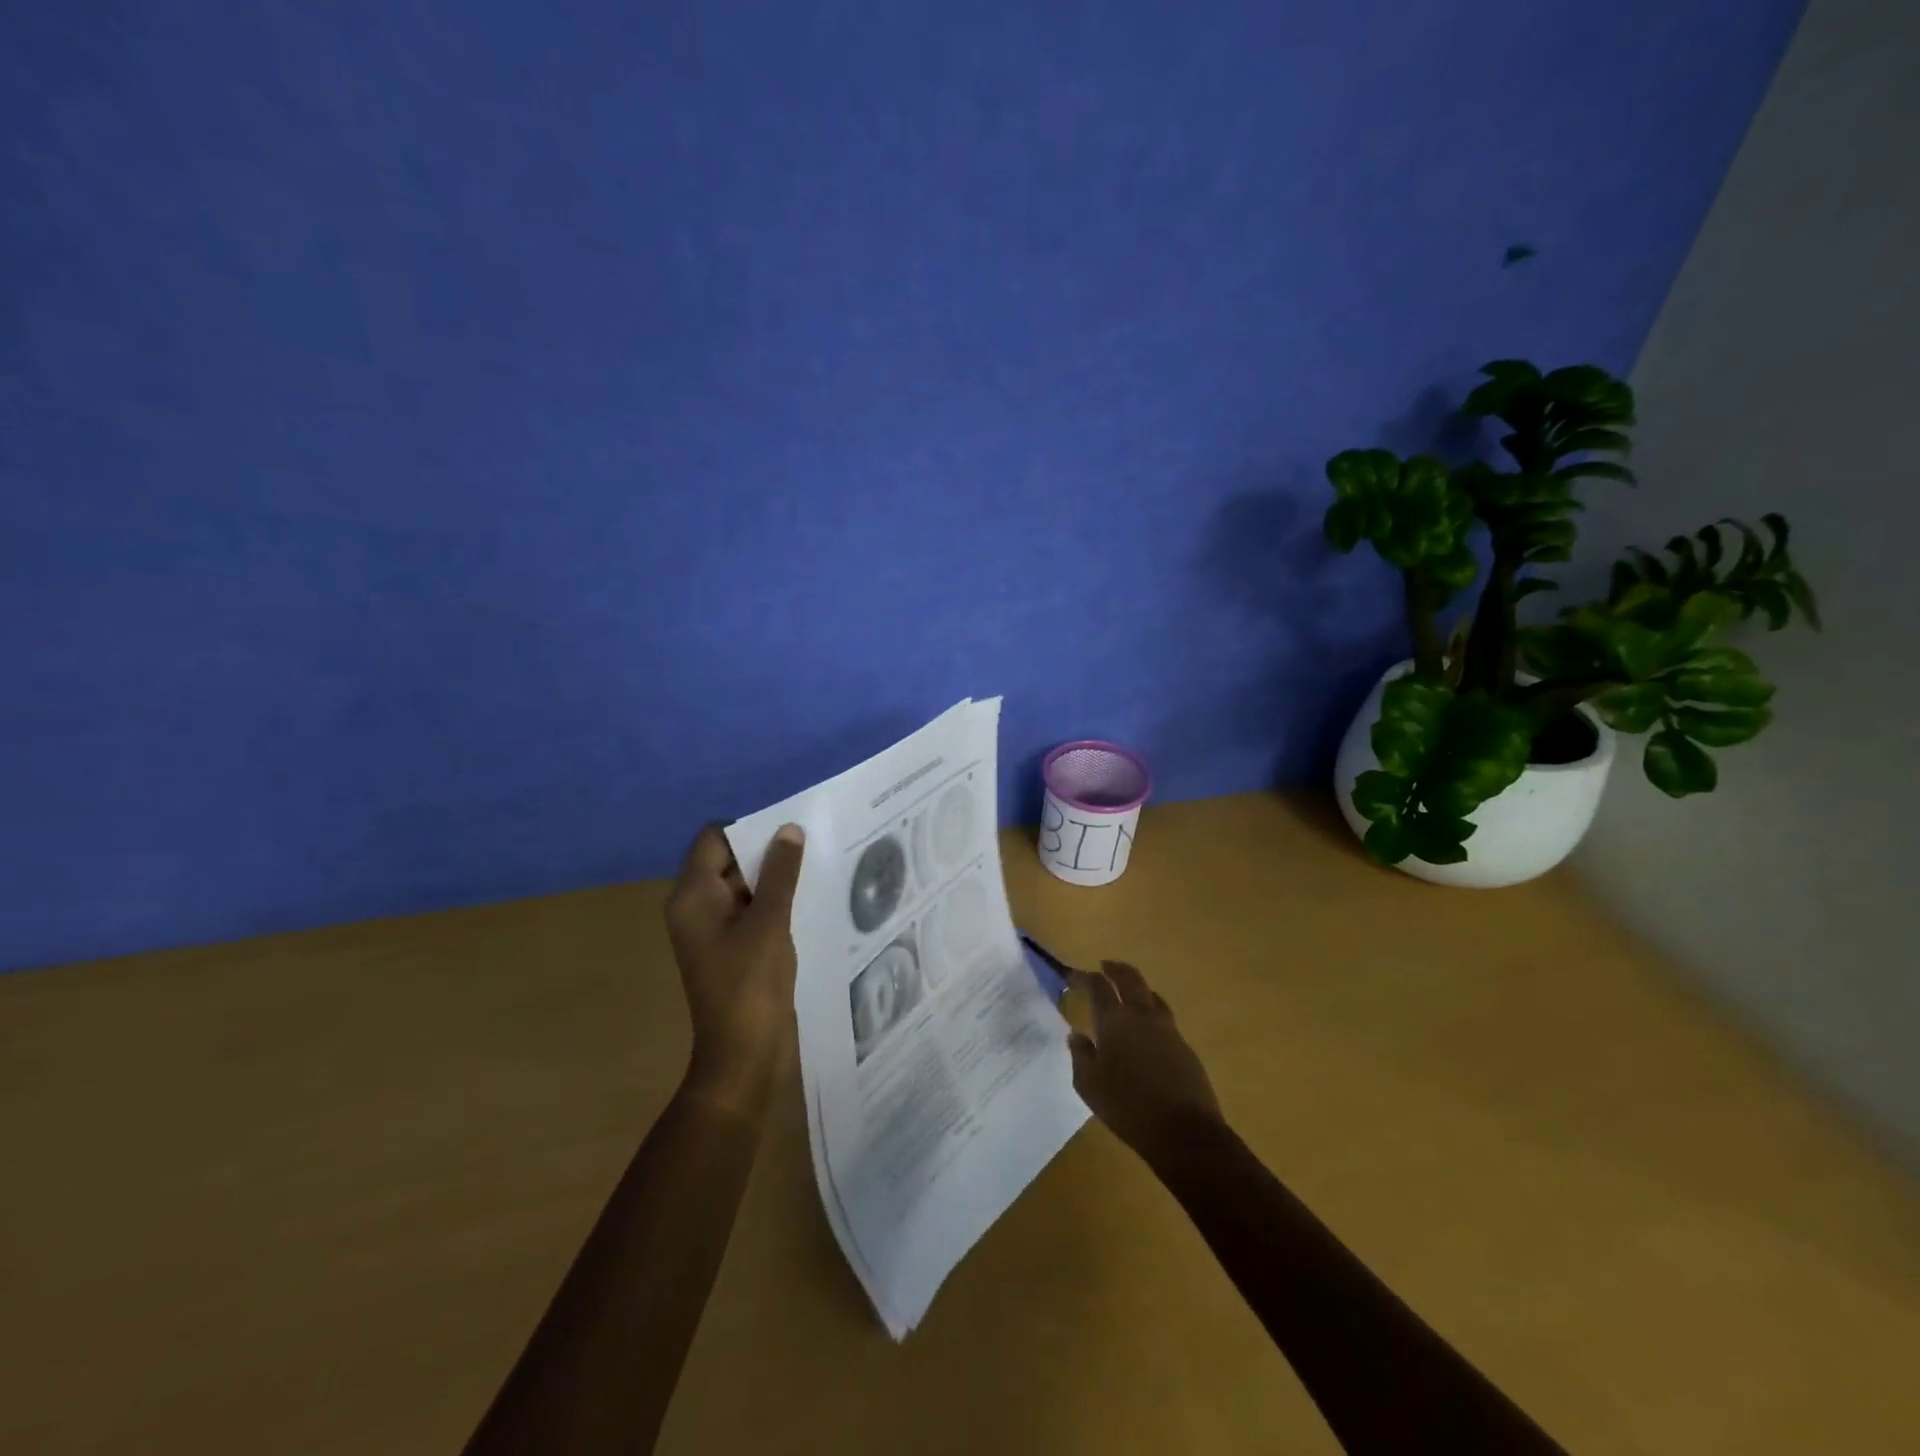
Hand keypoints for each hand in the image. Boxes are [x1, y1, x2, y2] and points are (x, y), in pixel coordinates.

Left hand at [664, 823, 805, 1111]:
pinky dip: (774, 901)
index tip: (789, 831)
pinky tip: (808, 900)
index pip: (713, 838)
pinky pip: (750, 909)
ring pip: (743, 885)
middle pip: (728, 859)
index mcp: (692, 895)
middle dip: (767, 851)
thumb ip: (781, 873)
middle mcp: (696, 906)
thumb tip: (789, 829)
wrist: (743, 1055)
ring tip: (817, 869)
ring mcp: (713, 929)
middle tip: (812, 845)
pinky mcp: (731, 947)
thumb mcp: (770, 921)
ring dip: (775, 877)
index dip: (749, 829)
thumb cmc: (751, 984)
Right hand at [1068, 961, 1223, 1161]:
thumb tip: (1077, 1036)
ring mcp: (1167, 1028)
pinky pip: (1164, 1017)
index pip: (1098, 986)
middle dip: (1115, 969)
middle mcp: (1141, 1015)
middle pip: (1130, 978)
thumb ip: (1080, 1056)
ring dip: (1137, 988)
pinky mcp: (1184, 1045)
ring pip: (1151, 995)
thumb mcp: (1089, 1085)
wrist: (1184, 1130)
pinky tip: (1147, 1028)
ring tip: (1128, 993)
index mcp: (1114, 1021)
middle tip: (1104, 966)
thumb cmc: (1127, 1107)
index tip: (1073, 975)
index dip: (1084, 977)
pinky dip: (1151, 1011)